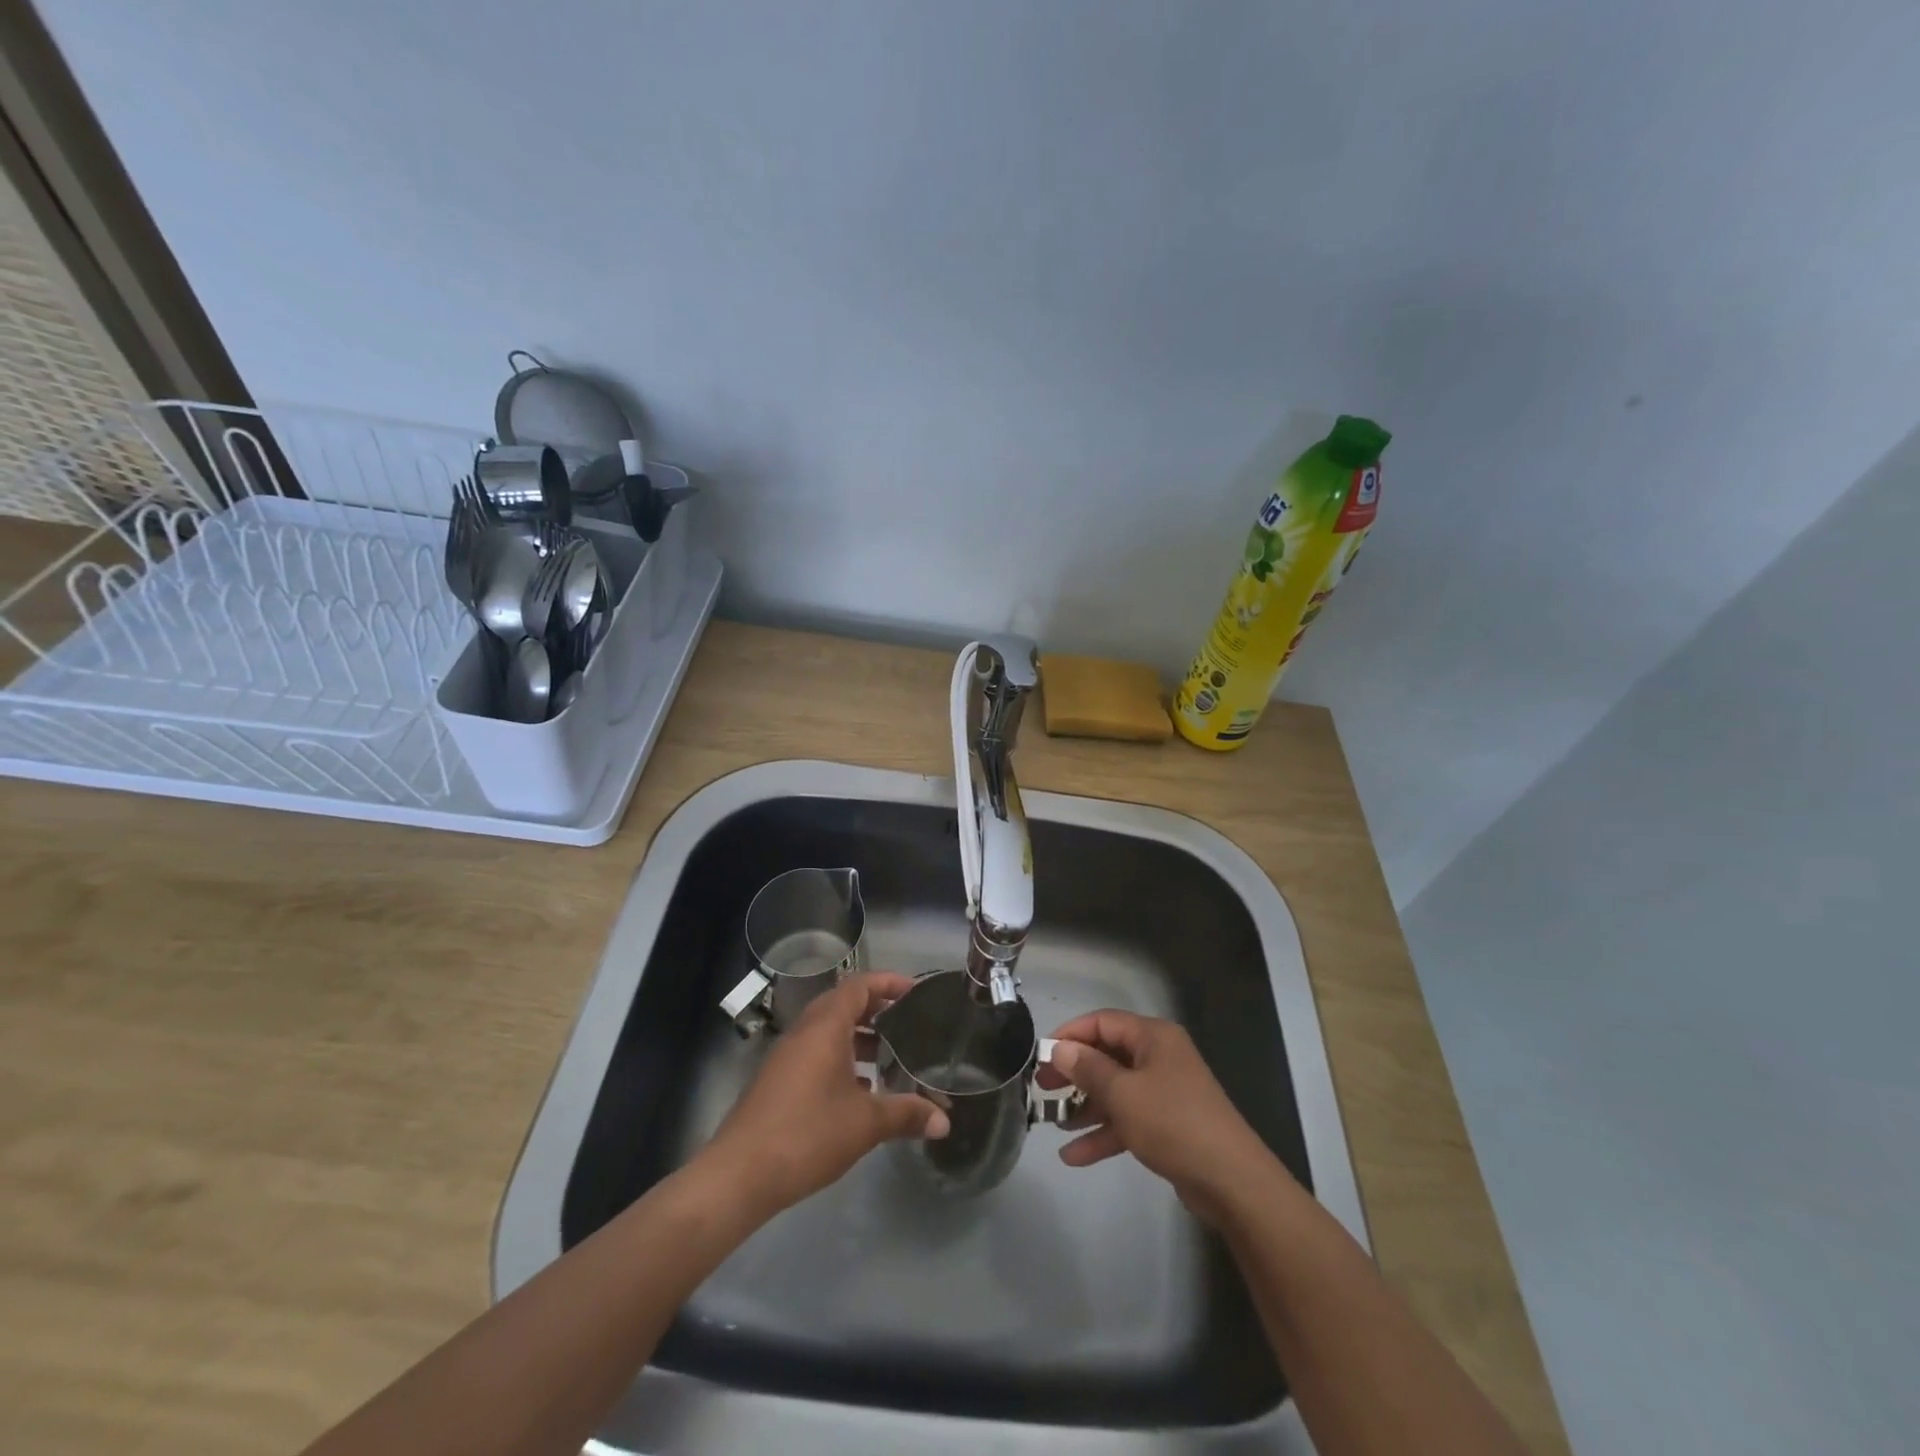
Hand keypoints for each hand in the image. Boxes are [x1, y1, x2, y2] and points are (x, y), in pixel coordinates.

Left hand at [701, 972, 949, 1217]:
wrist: (739, 1174)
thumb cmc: (807, 1134)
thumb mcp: (865, 1124)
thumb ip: (906, 1114)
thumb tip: (944, 1121)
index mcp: (825, 1027)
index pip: (859, 986)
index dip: (889, 982)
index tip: (916, 991)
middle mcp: (804, 1032)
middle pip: (843, 1004)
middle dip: (876, 1009)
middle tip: (908, 1022)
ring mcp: (787, 1056)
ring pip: (828, 1031)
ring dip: (858, 1036)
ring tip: (889, 1056)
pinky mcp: (778, 1081)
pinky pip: (816, 1053)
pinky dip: (840, 1058)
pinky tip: (859, 1090)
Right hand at [1047, 1009, 1284, 1224]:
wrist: (1232, 1181)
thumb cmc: (1173, 1123)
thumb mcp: (1123, 1093)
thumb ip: (1088, 1068)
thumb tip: (1060, 1048)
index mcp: (1153, 1037)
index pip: (1102, 1022)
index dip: (1070, 1034)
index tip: (1041, 1054)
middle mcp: (1159, 1057)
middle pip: (1107, 1055)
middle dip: (1074, 1072)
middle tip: (1042, 1087)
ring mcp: (1165, 1092)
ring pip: (1116, 1090)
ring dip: (1085, 1106)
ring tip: (1052, 1122)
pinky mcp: (1168, 1124)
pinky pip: (1128, 1119)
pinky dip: (1104, 1133)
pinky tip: (1074, 1155)